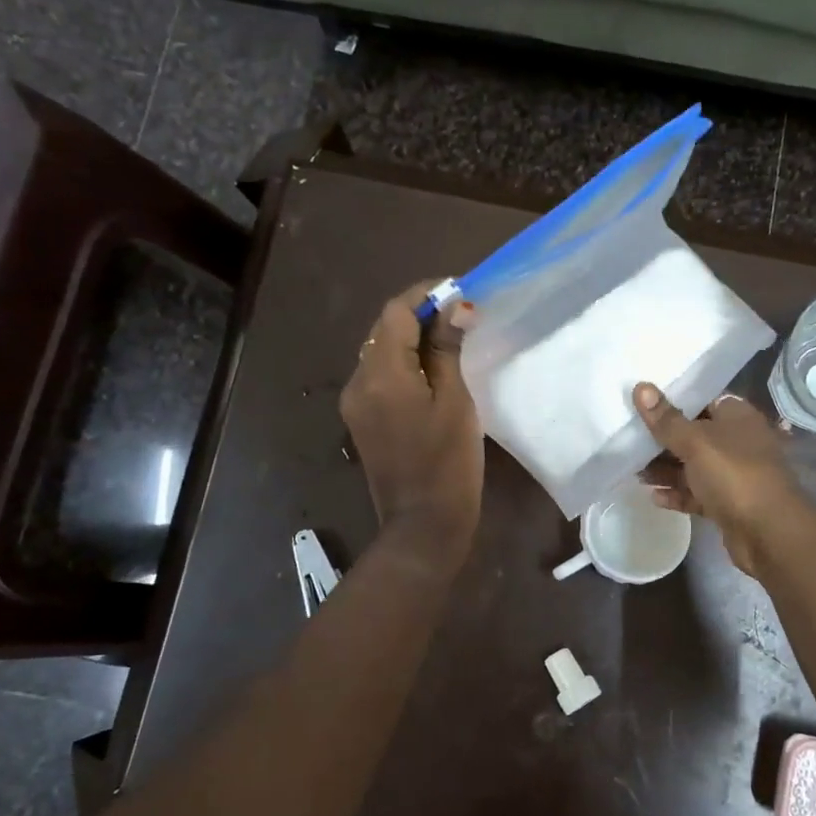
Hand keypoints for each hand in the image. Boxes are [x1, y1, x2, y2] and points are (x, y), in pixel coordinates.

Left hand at [340, 283, 483, 561]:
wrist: (423, 524)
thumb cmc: (448, 463)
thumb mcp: (456, 402)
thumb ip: (449, 350)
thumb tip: (455, 306)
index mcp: (382, 374)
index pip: (396, 312)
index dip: (426, 294)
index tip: (459, 291)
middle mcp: (358, 381)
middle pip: (384, 330)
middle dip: (419, 315)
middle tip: (460, 315)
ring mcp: (355, 402)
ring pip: (380, 352)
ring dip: (411, 339)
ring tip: (450, 341)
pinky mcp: (361, 420)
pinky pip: (379, 376)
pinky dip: (403, 363)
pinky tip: (431, 372)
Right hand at [633, 382, 812, 580]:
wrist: (768, 533)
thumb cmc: (733, 474)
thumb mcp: (696, 442)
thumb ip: (666, 419)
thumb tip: (640, 387)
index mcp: (737, 418)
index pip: (703, 400)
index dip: (674, 401)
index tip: (643, 402)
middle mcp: (738, 442)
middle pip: (694, 435)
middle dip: (663, 440)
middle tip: (628, 438)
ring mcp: (734, 475)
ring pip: (693, 467)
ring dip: (665, 469)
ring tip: (632, 470)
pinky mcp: (727, 504)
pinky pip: (697, 494)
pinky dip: (677, 494)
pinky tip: (653, 496)